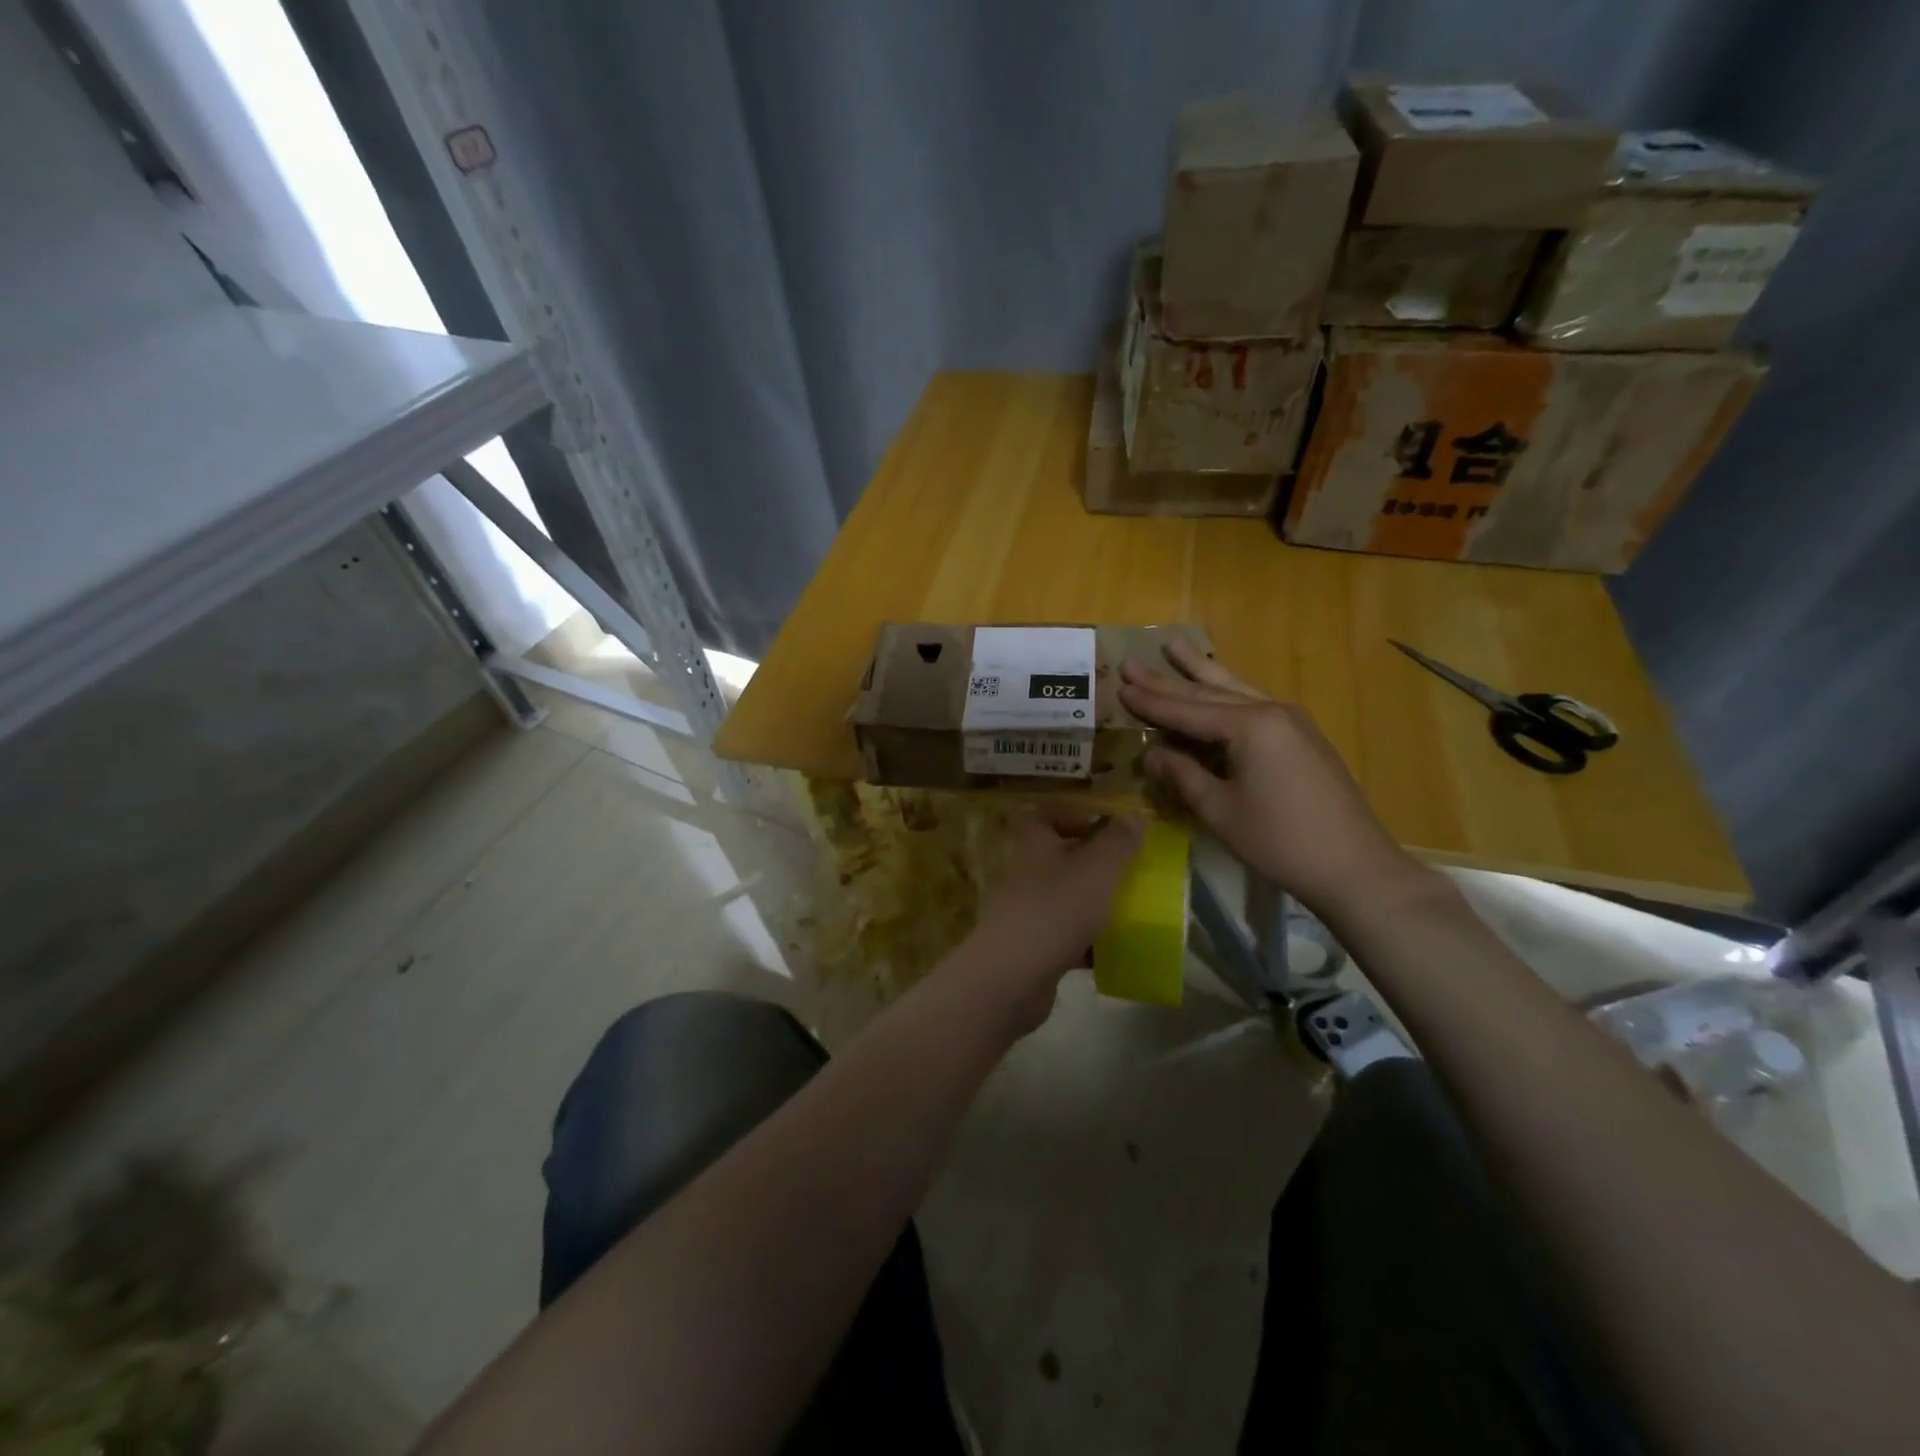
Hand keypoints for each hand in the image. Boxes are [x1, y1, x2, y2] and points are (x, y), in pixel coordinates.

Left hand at [963, 808, 1146, 1032]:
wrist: (1012, 977)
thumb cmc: (1055, 910)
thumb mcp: (1096, 869)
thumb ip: (1118, 841)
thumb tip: (1135, 815)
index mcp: (1033, 845)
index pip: (1042, 814)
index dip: (1070, 814)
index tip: (1104, 825)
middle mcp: (1024, 874)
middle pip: (1055, 857)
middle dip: (1090, 862)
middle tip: (1125, 871)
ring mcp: (1023, 912)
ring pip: (1061, 898)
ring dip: (1090, 903)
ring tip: (1126, 910)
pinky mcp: (1029, 948)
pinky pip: (1062, 937)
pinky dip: (1085, 942)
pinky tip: (1111, 951)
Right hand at [1119, 641, 1423, 918]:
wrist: (1355, 867)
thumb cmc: (1280, 840)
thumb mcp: (1220, 810)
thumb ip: (1183, 775)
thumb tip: (1152, 753)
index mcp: (1250, 726)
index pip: (1188, 710)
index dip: (1151, 702)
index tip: (1120, 685)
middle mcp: (1271, 712)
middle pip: (1209, 693)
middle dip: (1168, 679)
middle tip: (1133, 662)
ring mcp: (1292, 722)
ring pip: (1236, 689)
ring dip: (1202, 671)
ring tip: (1175, 646)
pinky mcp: (1302, 738)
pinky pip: (1254, 703)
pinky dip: (1228, 692)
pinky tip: (1219, 685)